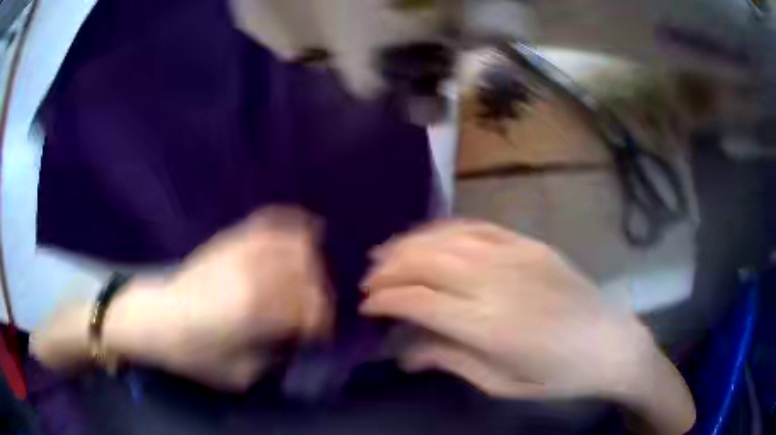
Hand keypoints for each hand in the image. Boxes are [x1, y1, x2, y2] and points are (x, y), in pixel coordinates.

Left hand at [33, 207, 331, 390]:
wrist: (154, 318)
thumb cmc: (192, 353)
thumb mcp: (239, 373)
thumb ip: (274, 357)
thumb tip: (294, 340)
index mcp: (256, 310)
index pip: (308, 309)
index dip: (321, 323)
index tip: (320, 335)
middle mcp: (253, 273)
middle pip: (306, 275)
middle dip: (319, 294)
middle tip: (315, 310)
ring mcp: (240, 251)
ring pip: (293, 244)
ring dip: (310, 261)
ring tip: (312, 275)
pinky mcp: (229, 241)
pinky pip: (266, 223)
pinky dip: (290, 225)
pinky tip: (302, 229)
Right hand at [360, 220, 693, 432]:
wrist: (610, 344)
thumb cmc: (557, 376)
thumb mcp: (501, 383)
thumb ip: (449, 360)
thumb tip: (404, 351)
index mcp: (489, 326)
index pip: (419, 301)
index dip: (385, 300)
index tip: (367, 306)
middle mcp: (498, 282)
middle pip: (427, 263)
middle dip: (389, 269)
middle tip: (369, 280)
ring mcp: (516, 256)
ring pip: (448, 239)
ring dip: (410, 244)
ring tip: (385, 254)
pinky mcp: (530, 244)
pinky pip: (478, 227)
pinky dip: (445, 230)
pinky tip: (429, 236)